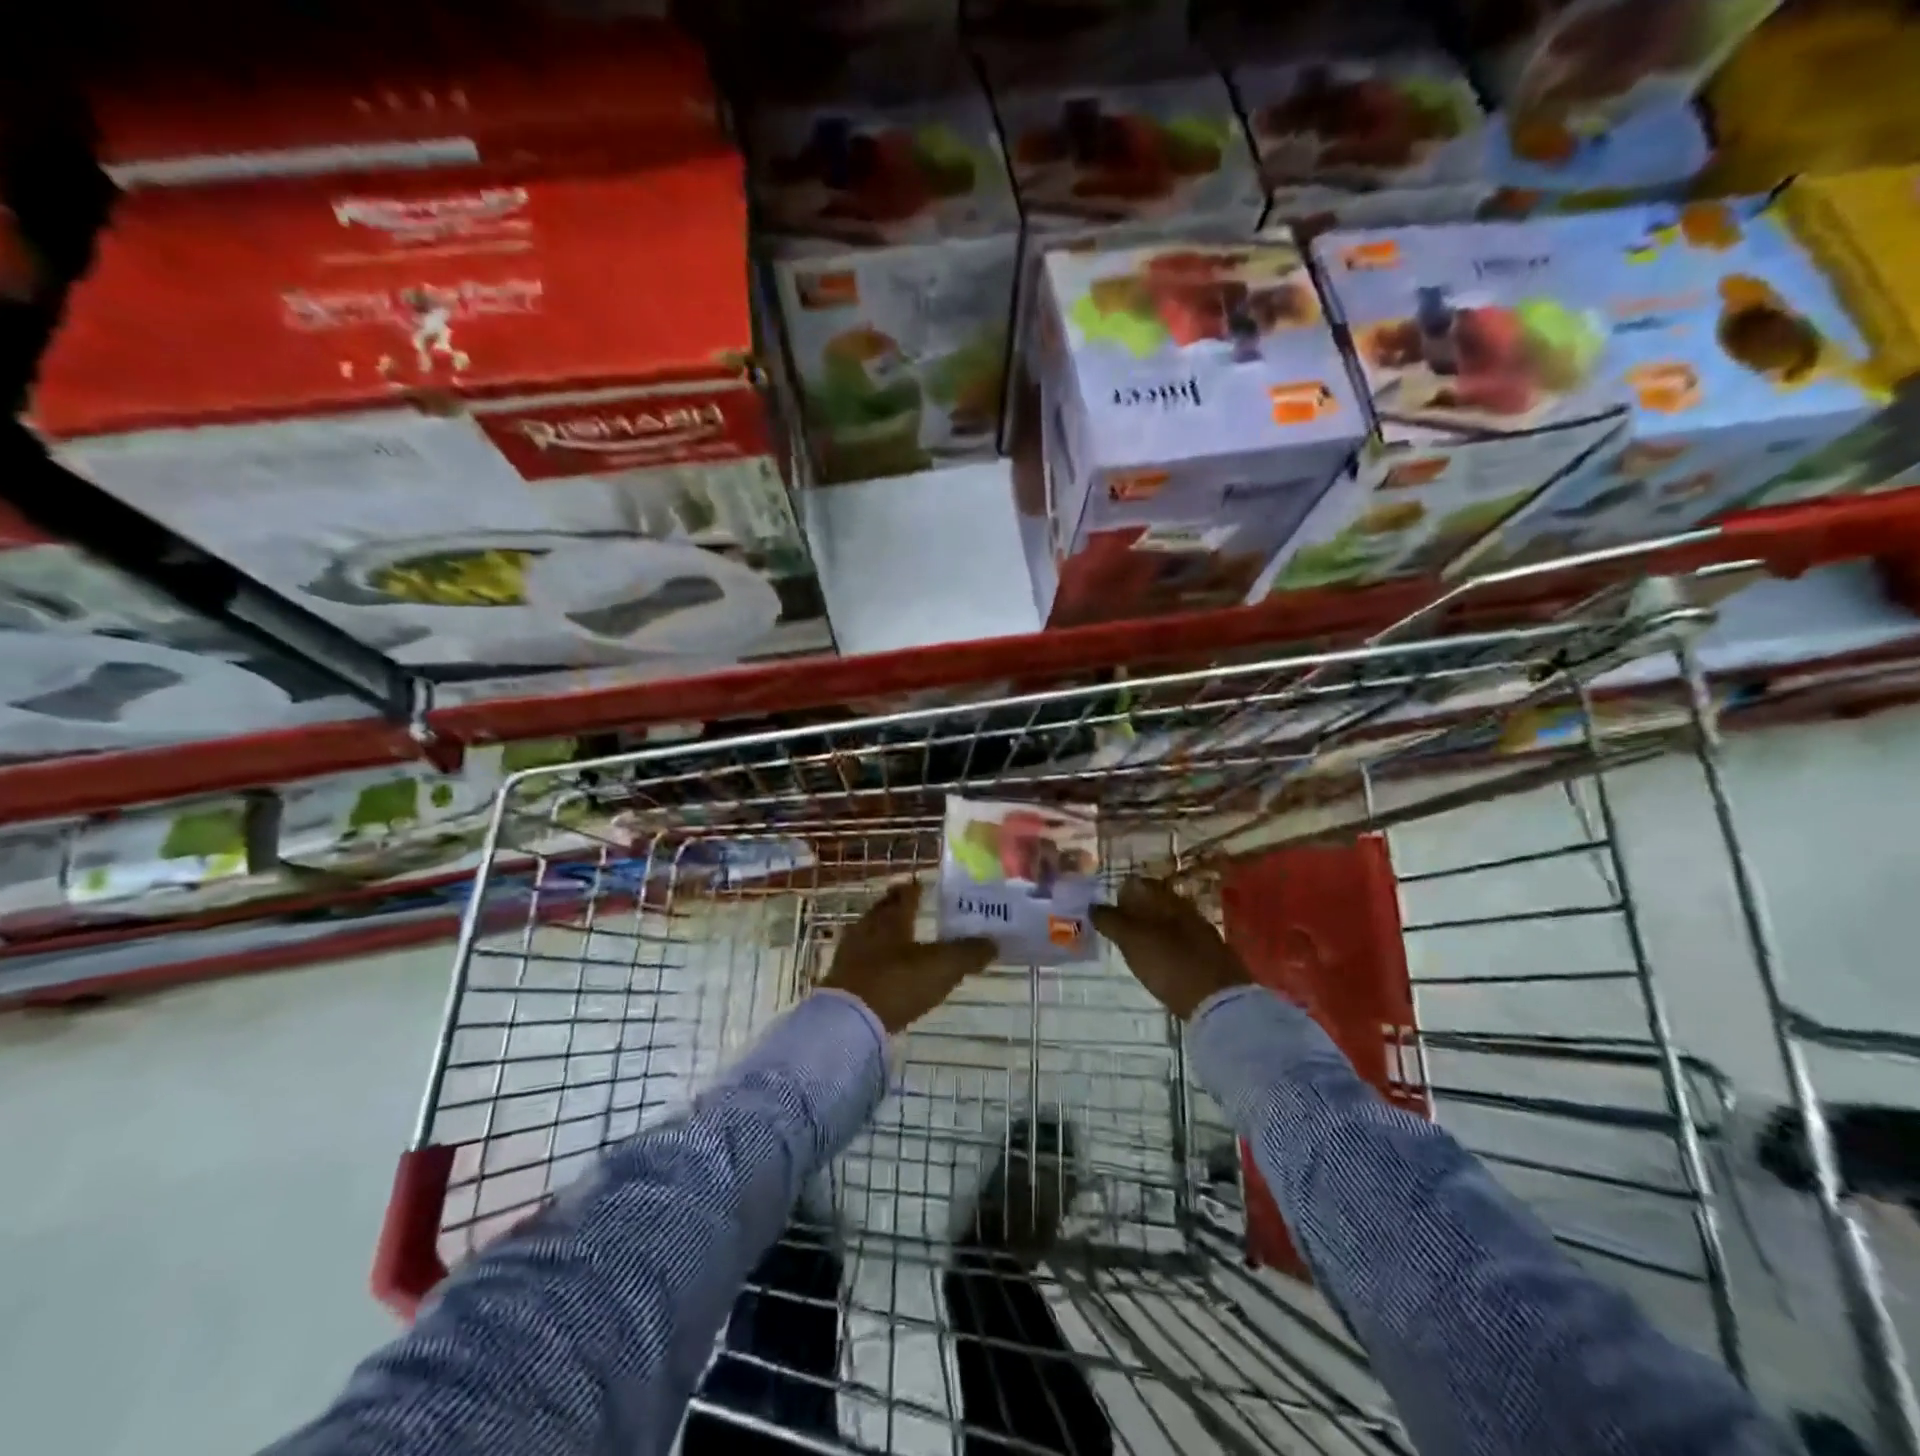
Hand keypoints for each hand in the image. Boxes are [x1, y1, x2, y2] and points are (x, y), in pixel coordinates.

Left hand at [818, 881, 995, 1034]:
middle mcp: (869, 928)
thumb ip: (968, 953)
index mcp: (893, 919)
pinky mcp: (840, 978)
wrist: (849, 1020)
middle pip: (882, 911)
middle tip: (906, 904)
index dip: (914, 889)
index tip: (920, 884)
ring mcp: (850, 953)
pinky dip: (872, 957)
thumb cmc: (898, 982)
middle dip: (895, 906)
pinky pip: (859, 957)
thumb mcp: (942, 967)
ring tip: (895, 935)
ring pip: (868, 932)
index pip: (904, 895)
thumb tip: (993, 941)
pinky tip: (879, 966)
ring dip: (881, 931)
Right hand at [1090, 877, 1250, 1020]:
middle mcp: (1186, 909)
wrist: (1219, 1001)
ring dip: (1151, 930)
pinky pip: (1180, 942)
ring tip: (1134, 948)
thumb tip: (1093, 906)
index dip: (1121, 893)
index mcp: (1167, 899)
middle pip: (1155, 902)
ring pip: (1168, 922)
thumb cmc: (1169, 964)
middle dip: (1135, 912)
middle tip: (1116, 930)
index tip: (1107, 911)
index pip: (1139, 884)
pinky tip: (1159, 963)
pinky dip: (1166, 947)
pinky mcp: (1210, 956)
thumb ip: (1111, 921)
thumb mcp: (1132, 941)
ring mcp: (1201, 933)